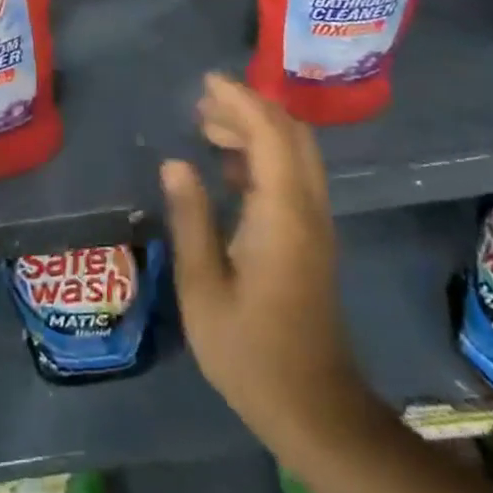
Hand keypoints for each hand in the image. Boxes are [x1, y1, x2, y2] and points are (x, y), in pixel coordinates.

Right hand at [160, 75, 375, 464]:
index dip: (239, 100)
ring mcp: (316, 222)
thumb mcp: (204, 289)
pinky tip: (229, 167)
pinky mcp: (313, 237)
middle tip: (201, 105)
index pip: (269, 133)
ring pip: (295, 151)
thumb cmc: (251, 352)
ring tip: (208, 128)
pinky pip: (294, 172)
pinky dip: (264, 152)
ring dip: (257, 128)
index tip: (206, 82)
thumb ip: (191, 219)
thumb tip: (175, 163)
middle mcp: (307, 207)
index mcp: (282, 213)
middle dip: (248, 107)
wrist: (316, 410)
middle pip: (290, 133)